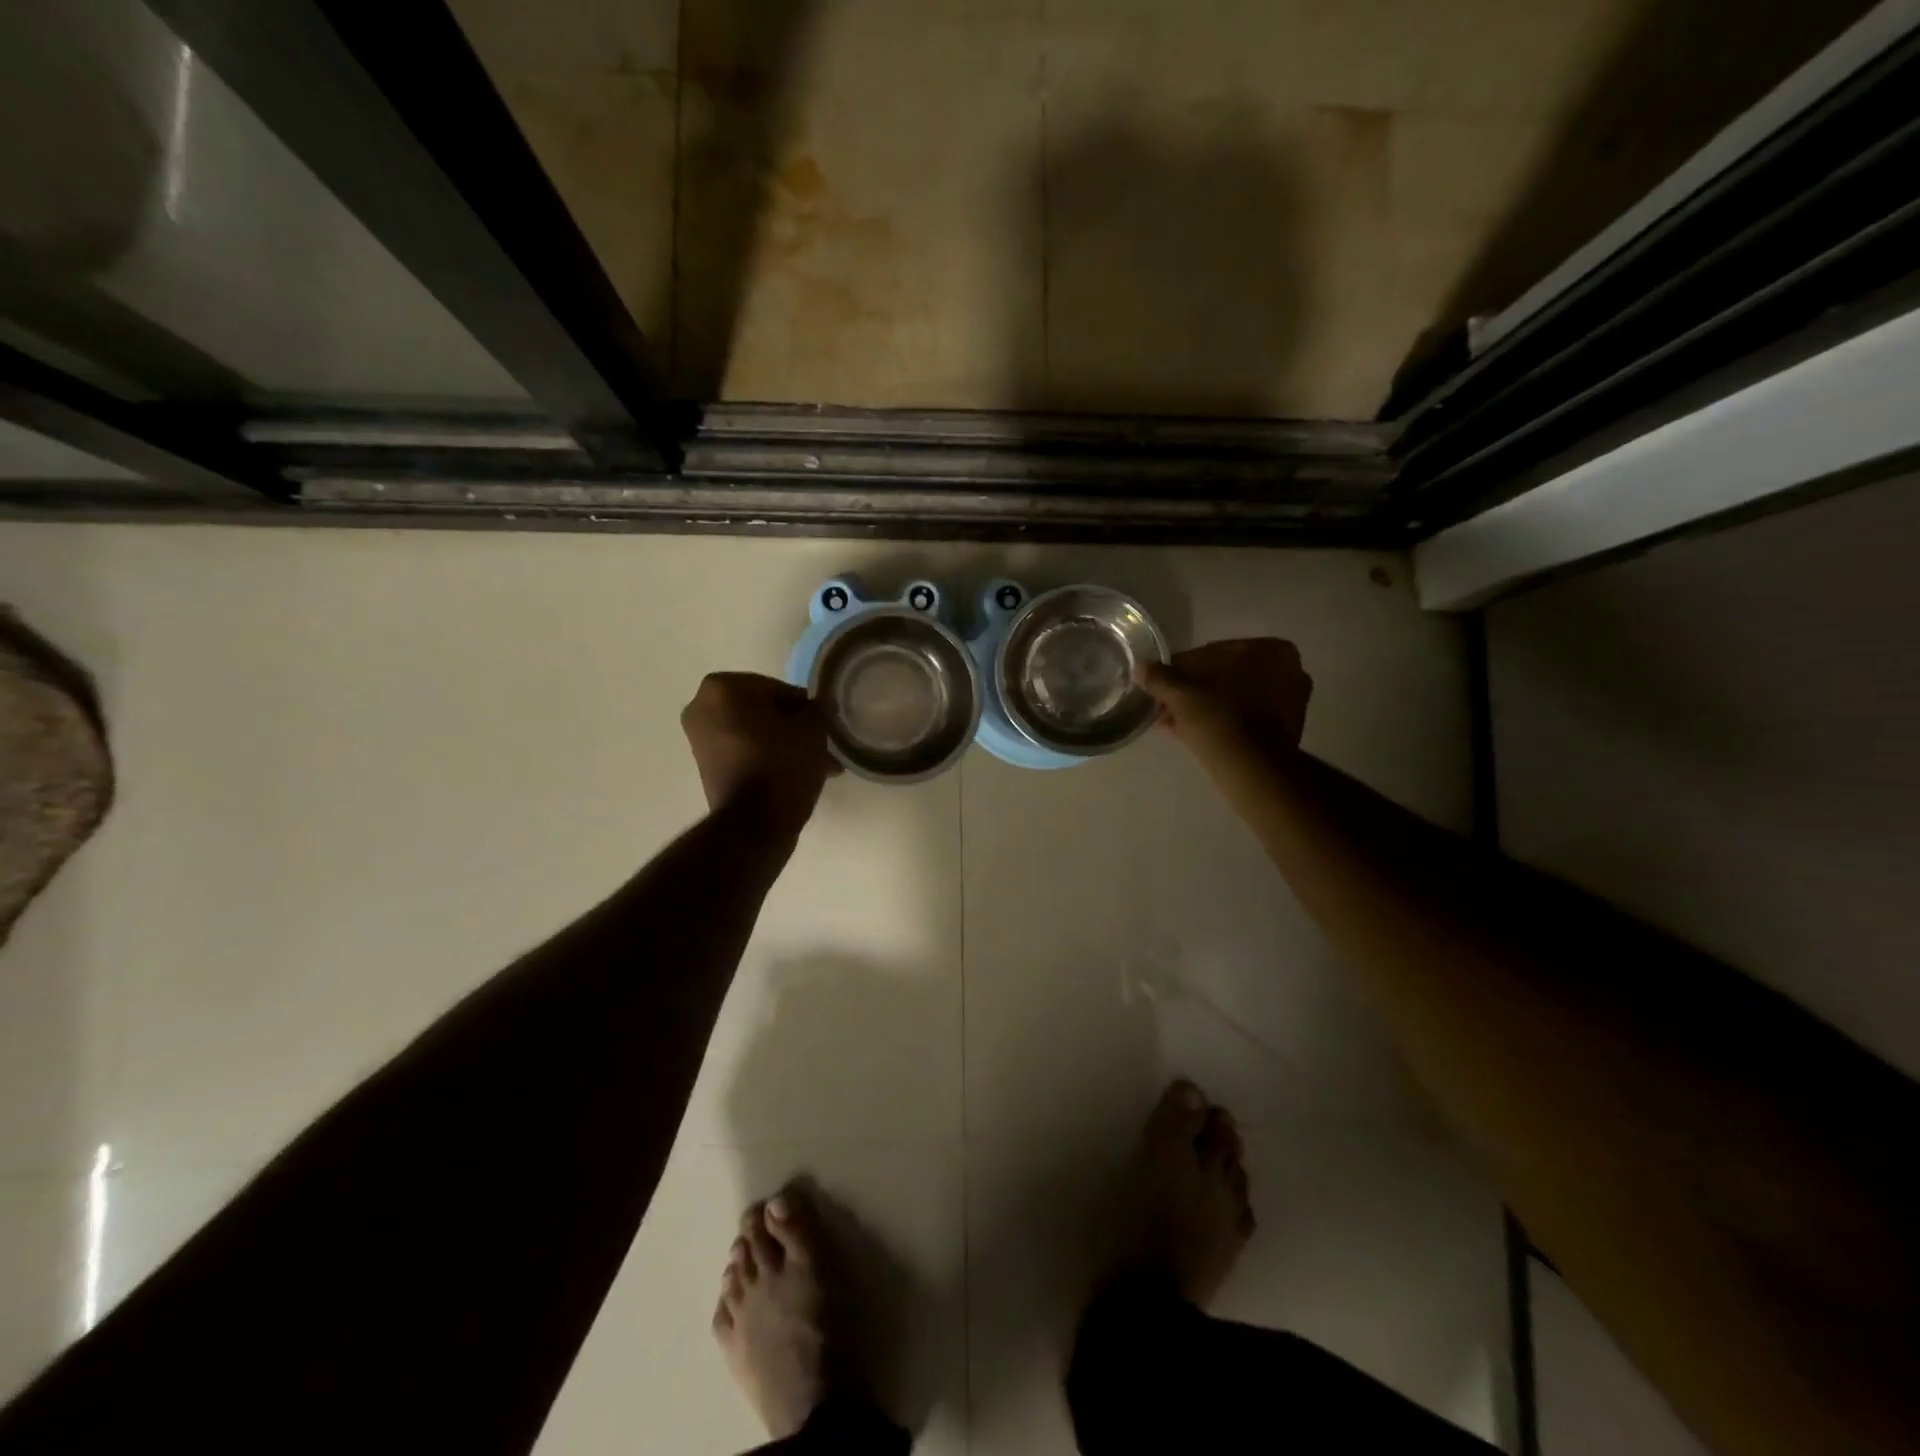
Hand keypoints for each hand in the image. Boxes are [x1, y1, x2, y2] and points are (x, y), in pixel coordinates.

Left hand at [681, 673, 839, 827]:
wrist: (754, 824)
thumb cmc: (782, 764)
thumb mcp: (812, 729)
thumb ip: (816, 709)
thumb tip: (814, 708)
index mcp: (723, 687)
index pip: (778, 689)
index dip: (804, 707)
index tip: (822, 725)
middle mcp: (702, 707)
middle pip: (763, 711)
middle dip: (792, 728)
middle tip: (821, 745)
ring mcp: (699, 740)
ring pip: (755, 733)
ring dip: (784, 745)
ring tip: (817, 766)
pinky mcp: (706, 767)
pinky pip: (745, 752)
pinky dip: (767, 759)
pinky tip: (796, 775)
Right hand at [1135, 639, 1312, 765]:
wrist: (1251, 769)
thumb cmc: (1220, 719)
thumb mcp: (1181, 694)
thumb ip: (1160, 677)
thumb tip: (1140, 666)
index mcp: (1271, 650)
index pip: (1213, 654)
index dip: (1181, 670)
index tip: (1161, 684)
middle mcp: (1288, 670)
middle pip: (1225, 677)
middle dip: (1192, 691)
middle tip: (1164, 704)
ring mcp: (1291, 702)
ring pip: (1233, 699)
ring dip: (1202, 708)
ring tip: (1171, 722)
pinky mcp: (1285, 731)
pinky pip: (1244, 718)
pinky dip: (1219, 722)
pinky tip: (1189, 732)